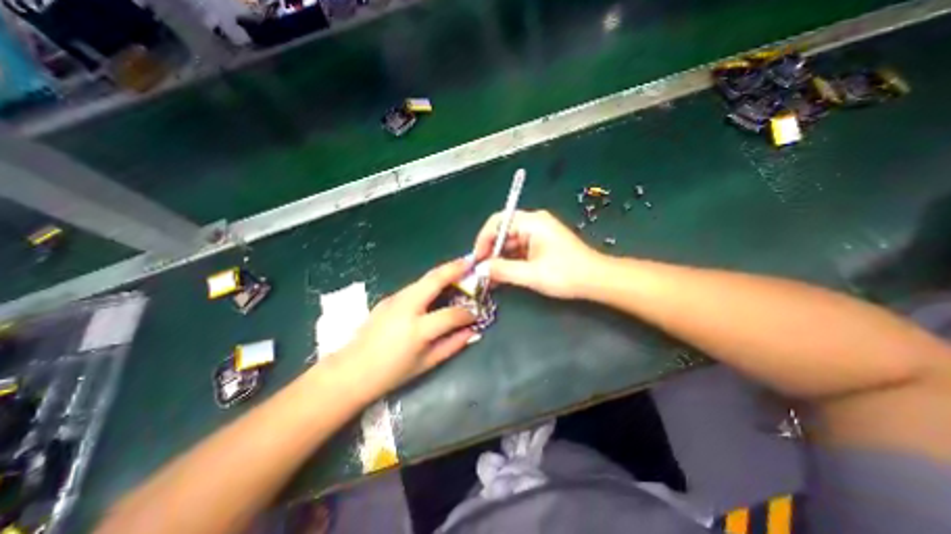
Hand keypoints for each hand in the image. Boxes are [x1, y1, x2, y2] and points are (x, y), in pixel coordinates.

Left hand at [328, 259, 480, 400]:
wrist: (351, 371)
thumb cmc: (391, 373)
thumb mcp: (426, 363)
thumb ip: (452, 345)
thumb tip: (472, 331)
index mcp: (417, 330)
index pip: (451, 314)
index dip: (468, 313)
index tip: (476, 313)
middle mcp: (406, 308)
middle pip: (434, 280)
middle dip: (455, 268)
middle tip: (470, 262)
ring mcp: (395, 299)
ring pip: (424, 279)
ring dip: (443, 272)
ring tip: (458, 270)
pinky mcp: (389, 298)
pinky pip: (415, 286)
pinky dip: (430, 283)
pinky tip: (437, 288)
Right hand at [473, 210, 600, 299]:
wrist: (597, 280)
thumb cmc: (566, 274)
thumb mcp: (531, 274)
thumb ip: (502, 270)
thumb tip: (481, 269)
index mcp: (532, 222)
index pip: (497, 222)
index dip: (483, 240)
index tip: (476, 259)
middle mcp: (533, 222)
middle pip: (502, 232)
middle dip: (490, 251)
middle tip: (480, 270)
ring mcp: (537, 233)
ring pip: (509, 242)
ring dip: (498, 258)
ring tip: (489, 277)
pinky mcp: (540, 244)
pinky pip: (518, 249)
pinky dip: (509, 261)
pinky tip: (502, 275)